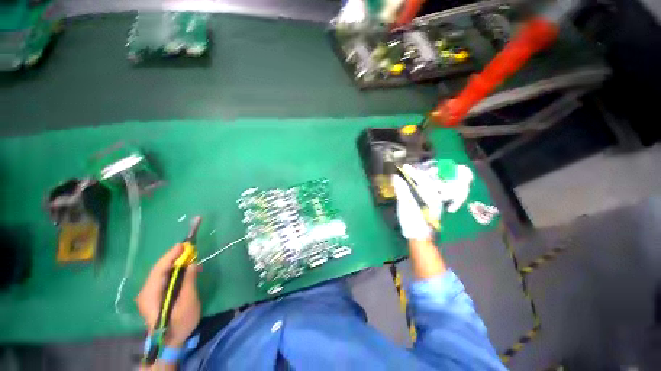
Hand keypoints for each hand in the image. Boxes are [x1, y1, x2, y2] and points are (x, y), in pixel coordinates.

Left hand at [136, 244, 200, 346]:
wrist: (170, 342)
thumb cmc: (180, 323)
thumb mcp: (188, 302)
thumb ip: (188, 282)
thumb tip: (191, 264)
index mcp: (151, 294)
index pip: (159, 269)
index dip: (171, 256)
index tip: (183, 245)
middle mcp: (146, 291)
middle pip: (159, 269)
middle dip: (174, 258)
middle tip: (189, 249)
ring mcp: (149, 294)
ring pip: (161, 273)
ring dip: (175, 264)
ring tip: (190, 259)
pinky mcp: (154, 296)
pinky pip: (163, 279)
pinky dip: (174, 272)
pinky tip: (185, 271)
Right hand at [392, 163, 443, 239]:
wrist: (419, 238)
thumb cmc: (412, 220)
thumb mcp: (405, 204)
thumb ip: (401, 189)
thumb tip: (396, 177)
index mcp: (429, 195)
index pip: (421, 179)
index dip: (412, 172)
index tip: (403, 166)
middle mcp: (434, 197)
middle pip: (426, 181)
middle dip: (416, 174)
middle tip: (406, 169)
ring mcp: (434, 202)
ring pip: (427, 186)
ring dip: (418, 179)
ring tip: (410, 175)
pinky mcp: (431, 207)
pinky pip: (426, 192)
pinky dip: (419, 186)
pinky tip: (414, 186)